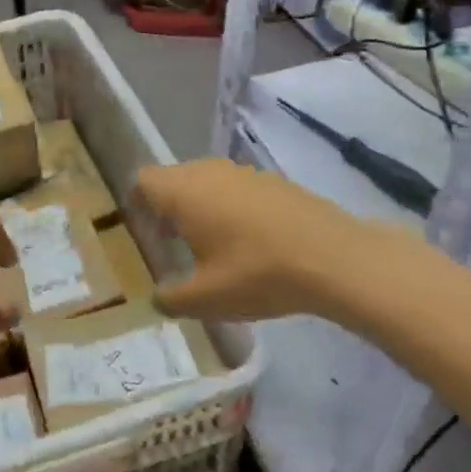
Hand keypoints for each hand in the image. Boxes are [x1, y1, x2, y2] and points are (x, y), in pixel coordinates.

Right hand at [133, 159, 407, 321]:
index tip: (143, 233)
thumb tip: (158, 298)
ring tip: (211, 246)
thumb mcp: (206, 299)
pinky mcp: (273, 181)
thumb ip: (171, 299)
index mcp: (183, 191)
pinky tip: (249, 243)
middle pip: (174, 179)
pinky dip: (231, 208)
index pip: (143, 180)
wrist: (334, 257)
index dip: (136, 203)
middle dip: (167, 208)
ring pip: (207, 182)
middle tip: (172, 245)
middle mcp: (209, 172)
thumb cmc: (256, 273)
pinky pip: (236, 188)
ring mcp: (244, 172)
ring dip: (201, 207)